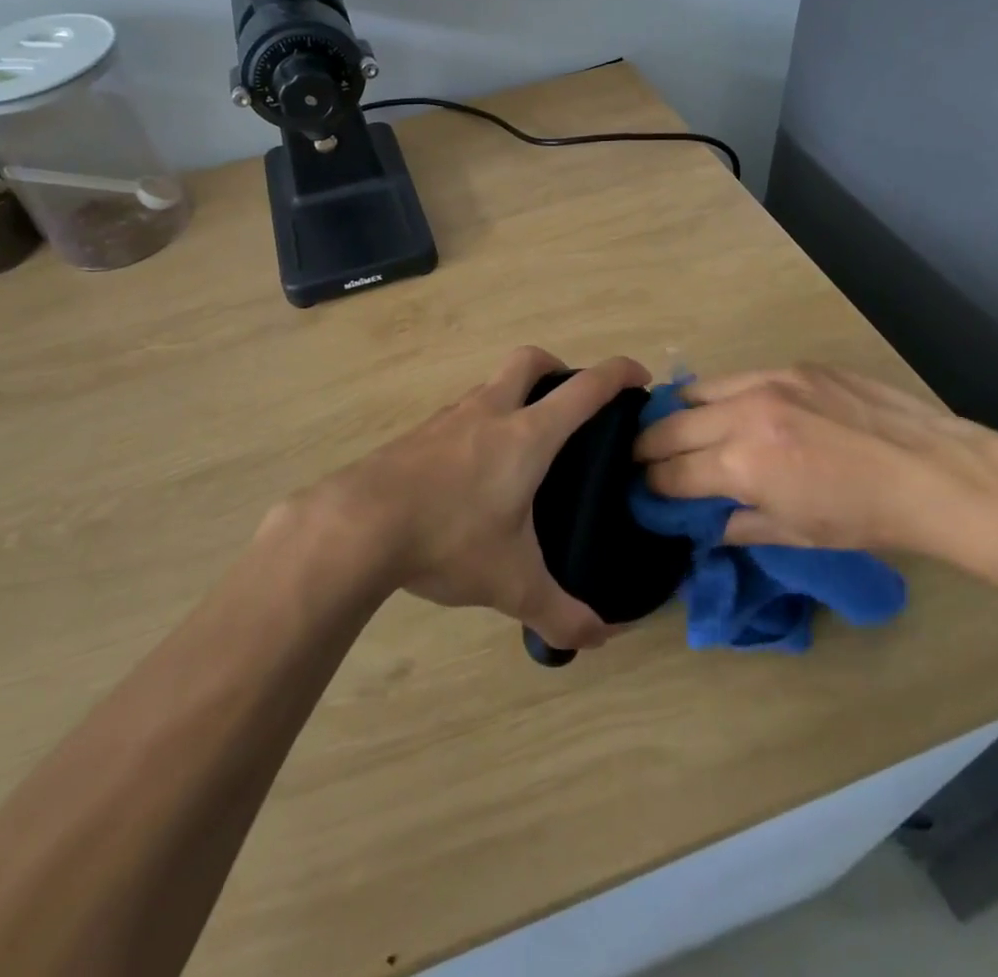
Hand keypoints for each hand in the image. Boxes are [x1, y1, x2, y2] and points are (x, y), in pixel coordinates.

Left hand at [311, 347, 650, 649]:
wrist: (358, 525)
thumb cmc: (448, 539)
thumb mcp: (512, 583)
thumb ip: (560, 612)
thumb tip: (599, 638)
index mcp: (525, 436)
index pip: (584, 389)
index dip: (618, 374)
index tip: (639, 377)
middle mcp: (488, 413)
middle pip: (529, 360)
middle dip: (558, 368)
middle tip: (570, 404)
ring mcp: (448, 418)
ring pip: (490, 386)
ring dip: (514, 398)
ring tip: (522, 447)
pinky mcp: (417, 434)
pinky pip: (460, 414)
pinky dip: (479, 424)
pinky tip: (473, 471)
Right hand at [632, 365, 997, 554]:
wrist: (935, 473)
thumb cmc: (866, 518)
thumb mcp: (795, 534)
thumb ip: (736, 525)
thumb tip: (700, 522)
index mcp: (743, 464)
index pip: (672, 472)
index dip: (652, 485)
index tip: (644, 490)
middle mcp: (744, 414)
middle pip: (670, 426)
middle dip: (647, 447)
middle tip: (642, 459)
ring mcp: (768, 381)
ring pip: (695, 390)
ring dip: (677, 414)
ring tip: (676, 428)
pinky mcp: (792, 366)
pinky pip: (736, 377)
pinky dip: (719, 396)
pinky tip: (729, 411)